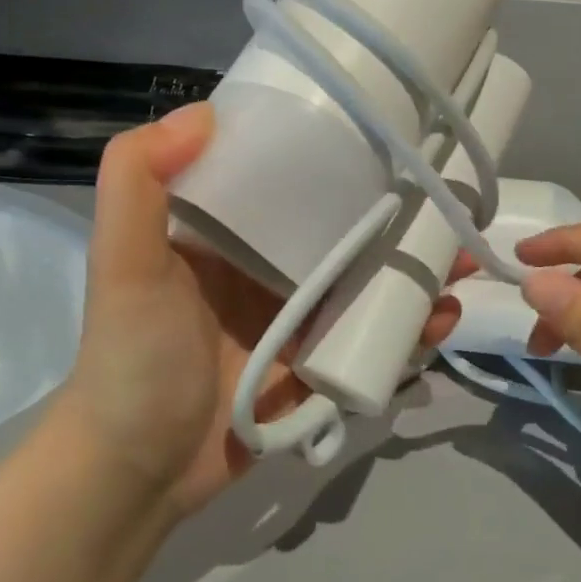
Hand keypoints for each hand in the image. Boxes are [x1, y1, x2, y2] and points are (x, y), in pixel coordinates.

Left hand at [52, 105, 463, 519]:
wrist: (138, 470)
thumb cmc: (132, 356)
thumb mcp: (122, 261)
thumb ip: (137, 179)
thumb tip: (204, 110)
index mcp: (229, 230)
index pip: (289, 177)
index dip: (336, 156)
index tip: (387, 138)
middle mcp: (267, 264)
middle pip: (344, 228)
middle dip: (398, 215)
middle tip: (447, 207)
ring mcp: (297, 316)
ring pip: (368, 281)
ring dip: (415, 271)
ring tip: (458, 266)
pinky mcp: (317, 363)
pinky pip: (372, 337)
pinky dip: (410, 328)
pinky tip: (439, 322)